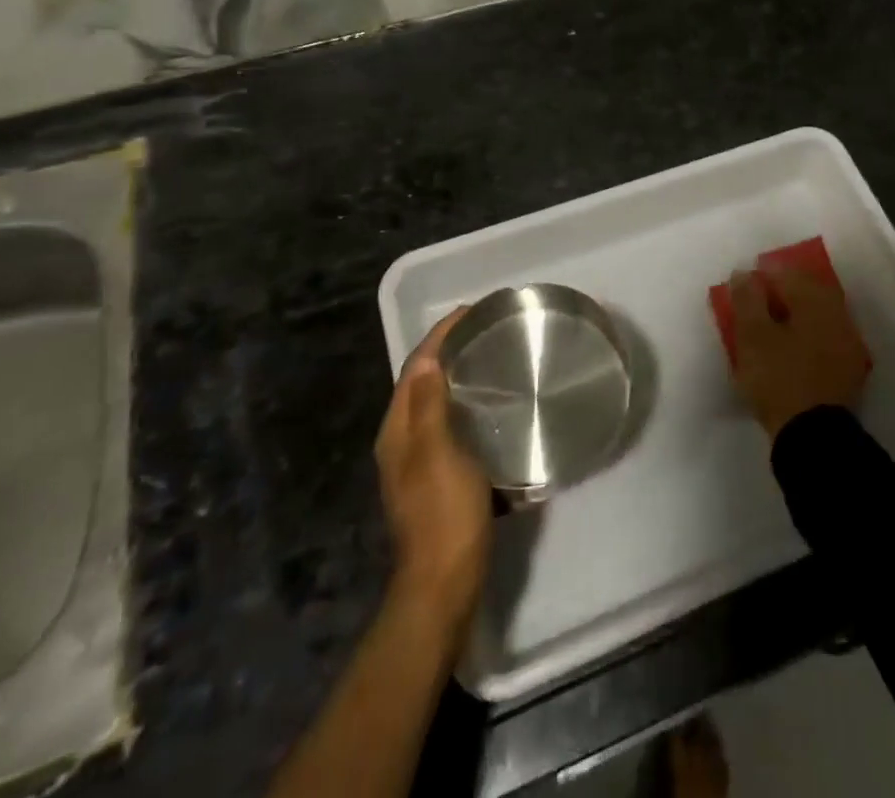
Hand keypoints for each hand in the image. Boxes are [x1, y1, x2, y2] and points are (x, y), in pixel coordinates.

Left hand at [376, 309, 491, 630]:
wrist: (445, 583)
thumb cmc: (444, 513)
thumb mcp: (438, 453)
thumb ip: (431, 405)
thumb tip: (430, 358)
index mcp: (398, 430)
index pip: (416, 367)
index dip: (440, 336)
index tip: (471, 311)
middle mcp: (403, 441)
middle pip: (423, 382)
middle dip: (450, 351)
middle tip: (487, 331)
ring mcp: (419, 462)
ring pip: (438, 404)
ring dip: (460, 378)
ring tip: (493, 359)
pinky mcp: (439, 479)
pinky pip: (453, 427)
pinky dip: (470, 407)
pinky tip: (495, 408)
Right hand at [727, 266, 870, 438]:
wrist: (813, 437)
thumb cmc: (779, 378)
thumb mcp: (753, 336)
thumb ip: (747, 299)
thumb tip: (744, 273)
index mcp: (816, 302)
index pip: (789, 274)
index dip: (764, 274)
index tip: (744, 284)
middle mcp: (838, 316)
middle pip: (808, 292)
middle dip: (782, 292)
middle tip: (756, 301)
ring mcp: (847, 344)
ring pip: (817, 316)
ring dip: (794, 314)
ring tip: (770, 325)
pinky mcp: (847, 370)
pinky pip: (823, 339)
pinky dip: (805, 336)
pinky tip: (789, 348)